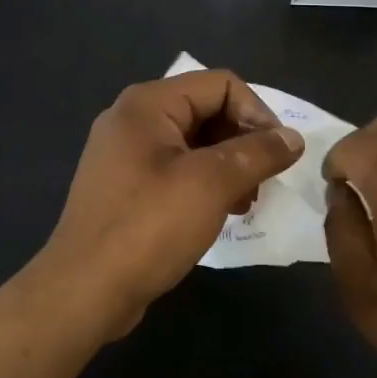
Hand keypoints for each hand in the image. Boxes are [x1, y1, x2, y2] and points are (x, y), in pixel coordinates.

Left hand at [37, 70, 303, 338]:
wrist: (83, 292)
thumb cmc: (149, 226)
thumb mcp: (212, 183)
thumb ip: (258, 153)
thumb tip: (293, 137)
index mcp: (148, 103)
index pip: (220, 85)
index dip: (257, 112)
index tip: (279, 153)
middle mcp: (133, 119)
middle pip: (206, 110)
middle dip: (243, 141)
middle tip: (264, 181)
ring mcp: (126, 154)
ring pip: (194, 143)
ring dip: (228, 165)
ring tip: (246, 202)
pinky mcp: (126, 186)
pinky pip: (176, 169)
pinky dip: (205, 183)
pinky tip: (221, 213)